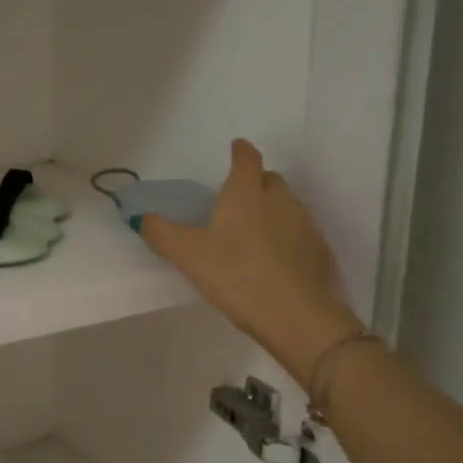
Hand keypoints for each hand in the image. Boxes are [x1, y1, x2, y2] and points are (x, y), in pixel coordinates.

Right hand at [141, 139, 360, 385]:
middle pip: (270, 180)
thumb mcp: (187, 255)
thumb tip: (142, 218)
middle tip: (238, 200)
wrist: (294, 314)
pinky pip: (302, 235)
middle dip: (256, 182)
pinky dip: (289, 239)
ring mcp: (305, 225)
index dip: (240, 152)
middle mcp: (279, 200)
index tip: (236, 148)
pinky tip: (276, 262)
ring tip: (254, 235)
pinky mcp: (320, 252)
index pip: (246, 159)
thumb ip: (161, 233)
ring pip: (288, 207)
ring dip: (273, 212)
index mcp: (245, 193)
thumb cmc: (235, 274)